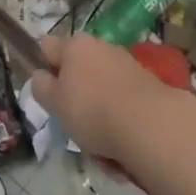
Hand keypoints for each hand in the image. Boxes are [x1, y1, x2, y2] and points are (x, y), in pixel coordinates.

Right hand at [31, 33, 172, 158]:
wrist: (154, 127)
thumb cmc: (92, 111)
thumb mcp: (54, 103)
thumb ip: (41, 87)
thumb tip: (42, 77)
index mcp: (74, 46)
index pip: (48, 47)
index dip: (45, 67)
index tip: (48, 92)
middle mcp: (101, 48)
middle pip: (79, 69)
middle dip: (76, 93)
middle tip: (73, 121)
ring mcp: (129, 66)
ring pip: (103, 90)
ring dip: (100, 111)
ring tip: (101, 145)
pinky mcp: (152, 87)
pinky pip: (126, 105)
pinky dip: (122, 122)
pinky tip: (123, 148)